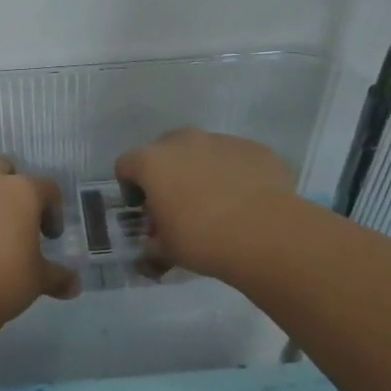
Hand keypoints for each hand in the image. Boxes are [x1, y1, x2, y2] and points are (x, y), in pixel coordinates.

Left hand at [0, 157, 80, 325]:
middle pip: (3, 169)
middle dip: (11, 188)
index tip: (49, 236)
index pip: (47, 187)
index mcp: (21, 191)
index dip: (52, 210)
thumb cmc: (3, 280)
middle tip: (14, 221)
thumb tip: (74, 286)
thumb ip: (58, 277)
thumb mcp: (38, 280)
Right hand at [114, 128, 294, 279]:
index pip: (125, 165)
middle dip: (167, 173)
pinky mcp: (254, 148)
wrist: (265, 233)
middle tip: (178, 204)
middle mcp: (184, 141)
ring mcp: (221, 140)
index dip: (130, 187)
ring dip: (201, 170)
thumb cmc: (202, 239)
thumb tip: (154, 245)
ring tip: (216, 204)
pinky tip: (244, 201)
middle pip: (164, 150)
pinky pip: (234, 158)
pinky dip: (233, 173)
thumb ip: (153, 242)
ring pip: (202, 151)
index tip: (143, 209)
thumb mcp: (166, 249)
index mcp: (152, 161)